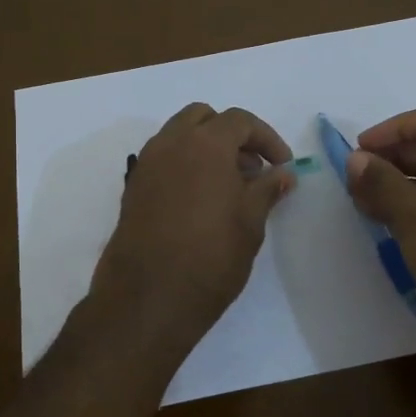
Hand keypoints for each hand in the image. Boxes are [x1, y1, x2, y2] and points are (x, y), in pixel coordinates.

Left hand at [93, 103, 296, 347]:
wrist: (148, 298)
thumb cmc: (210, 257)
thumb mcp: (250, 223)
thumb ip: (267, 189)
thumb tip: (282, 173)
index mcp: (204, 144)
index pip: (239, 121)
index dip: (266, 138)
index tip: (282, 165)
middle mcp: (170, 144)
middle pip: (203, 118)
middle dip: (231, 135)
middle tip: (252, 168)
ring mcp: (147, 165)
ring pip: (179, 136)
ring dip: (206, 148)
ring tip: (229, 186)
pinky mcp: (133, 189)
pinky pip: (163, 159)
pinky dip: (185, 165)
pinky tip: (201, 200)